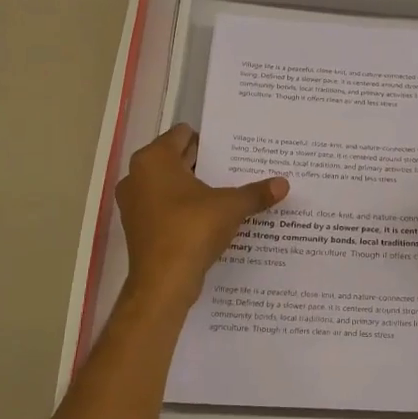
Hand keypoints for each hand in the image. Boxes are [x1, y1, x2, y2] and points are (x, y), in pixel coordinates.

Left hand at [116, 125, 286, 309]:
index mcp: (154, 160)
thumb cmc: (192, 230)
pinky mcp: (138, 228)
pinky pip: (165, 207)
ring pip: (169, 185)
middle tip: (236, 168)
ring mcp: (134, 203)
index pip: (182, 135)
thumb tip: (284, 184)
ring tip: (227, 192)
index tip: (233, 149)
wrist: (163, 283)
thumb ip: (256, 193)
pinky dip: (184, 209)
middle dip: (205, 164)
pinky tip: (210, 217)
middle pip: (176, 159)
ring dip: (194, 188)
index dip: (210, 140)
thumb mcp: (231, 207)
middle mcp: (137, 176)